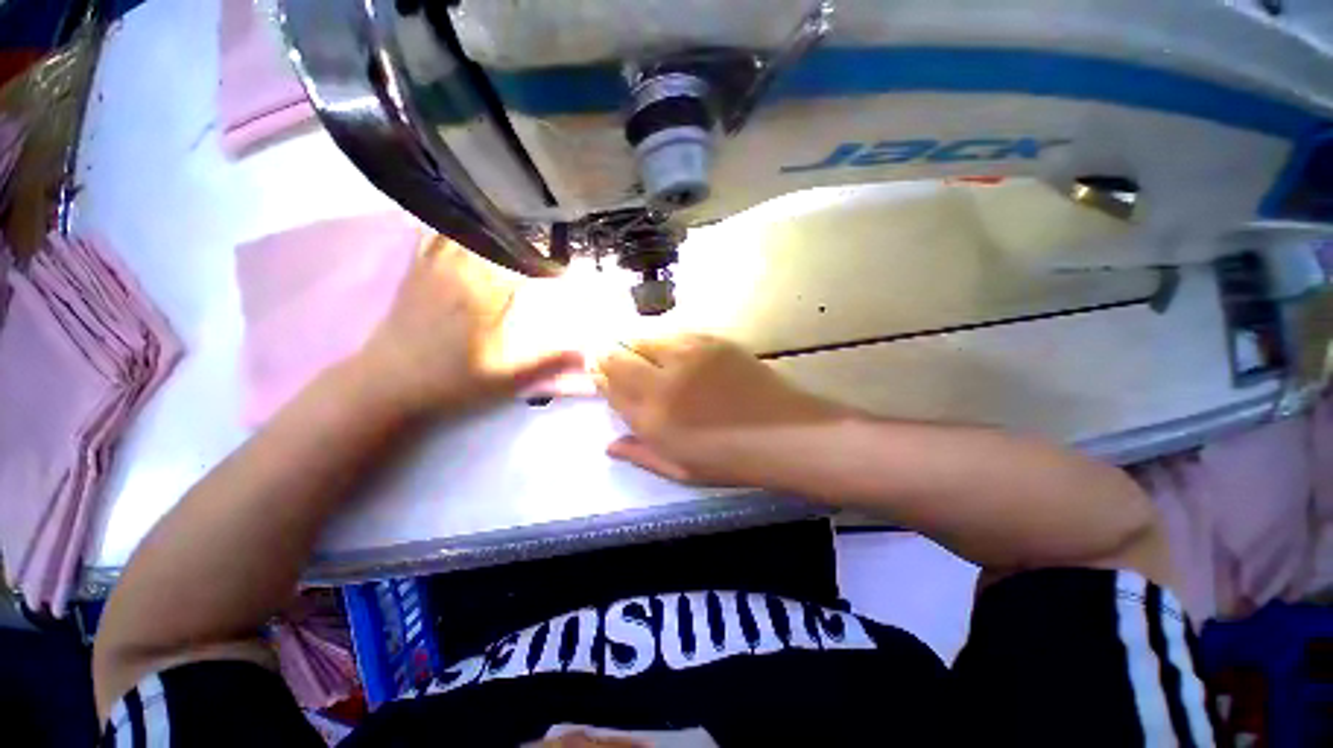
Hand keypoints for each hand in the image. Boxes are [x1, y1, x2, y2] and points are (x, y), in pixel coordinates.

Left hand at [356, 236, 581, 415]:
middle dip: (524, 238)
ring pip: (464, 232)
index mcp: (485, 294)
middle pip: (496, 240)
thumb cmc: (450, 381)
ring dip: (490, 226)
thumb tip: (589, 353)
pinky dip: (449, 225)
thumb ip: (548, 362)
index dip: (549, 265)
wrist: (386, 385)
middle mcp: (461, 272)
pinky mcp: (415, 272)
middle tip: (543, 240)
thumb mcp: (505, 377)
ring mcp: (434, 268)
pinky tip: (461, 223)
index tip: (567, 268)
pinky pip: (431, 236)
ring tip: (512, 224)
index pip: (524, 265)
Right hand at [595, 334, 846, 485]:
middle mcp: (665, 379)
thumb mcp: (681, 470)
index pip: (610, 383)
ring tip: (644, 357)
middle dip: (610, 355)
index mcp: (653, 416)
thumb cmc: (731, 460)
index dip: (599, 374)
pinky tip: (672, 352)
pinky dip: (664, 341)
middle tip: (613, 359)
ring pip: (645, 337)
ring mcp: (690, 354)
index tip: (597, 371)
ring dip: (637, 345)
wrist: (786, 434)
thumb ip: (641, 454)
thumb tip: (609, 444)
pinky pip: (675, 333)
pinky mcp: (712, 341)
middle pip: (620, 354)